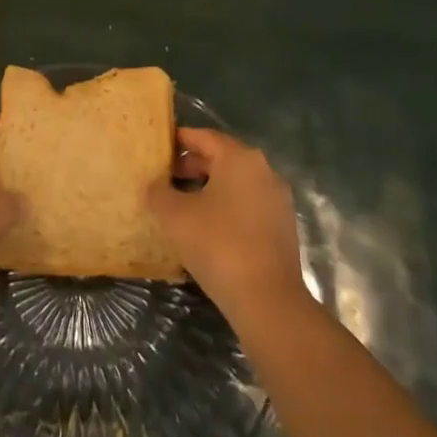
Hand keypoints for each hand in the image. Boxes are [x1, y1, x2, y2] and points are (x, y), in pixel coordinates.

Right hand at [147, 127, 305, 322]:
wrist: (267, 299)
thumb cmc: (217, 244)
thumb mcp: (175, 216)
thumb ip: (159, 193)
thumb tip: (154, 185)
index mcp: (240, 158)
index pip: (205, 137)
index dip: (179, 140)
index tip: (158, 148)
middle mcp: (264, 171)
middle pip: (222, 159)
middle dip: (191, 166)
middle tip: (164, 179)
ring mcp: (277, 200)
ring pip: (236, 184)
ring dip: (208, 189)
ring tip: (181, 206)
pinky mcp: (282, 228)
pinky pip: (248, 206)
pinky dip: (226, 209)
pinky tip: (206, 229)